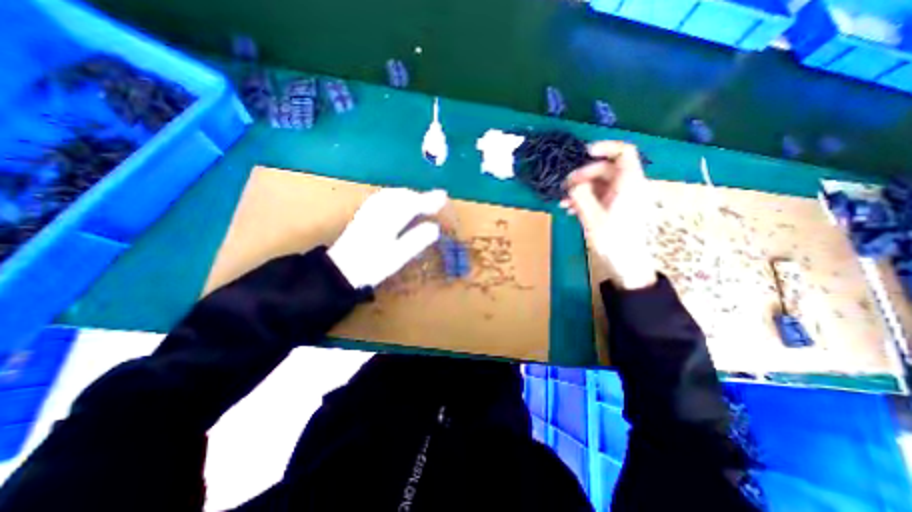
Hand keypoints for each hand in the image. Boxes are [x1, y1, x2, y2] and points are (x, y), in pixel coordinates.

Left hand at [330, 190, 446, 289]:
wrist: (340, 271)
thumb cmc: (371, 266)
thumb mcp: (397, 257)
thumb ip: (416, 241)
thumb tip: (434, 228)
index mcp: (388, 220)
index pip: (412, 204)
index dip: (429, 200)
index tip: (443, 198)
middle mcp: (378, 211)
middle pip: (401, 195)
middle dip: (420, 195)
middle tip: (436, 200)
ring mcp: (369, 211)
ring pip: (391, 194)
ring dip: (408, 194)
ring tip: (421, 199)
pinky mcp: (363, 215)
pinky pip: (382, 198)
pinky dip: (395, 196)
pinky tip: (398, 201)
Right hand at [563, 143, 656, 288]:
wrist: (625, 264)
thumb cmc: (613, 241)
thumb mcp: (592, 218)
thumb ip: (581, 197)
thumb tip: (572, 184)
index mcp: (629, 185)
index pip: (624, 153)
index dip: (605, 147)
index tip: (583, 153)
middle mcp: (628, 187)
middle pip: (605, 169)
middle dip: (583, 175)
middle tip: (565, 188)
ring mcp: (621, 198)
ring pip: (599, 183)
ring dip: (580, 189)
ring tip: (563, 202)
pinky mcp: (615, 208)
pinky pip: (599, 195)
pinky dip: (584, 199)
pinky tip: (570, 209)